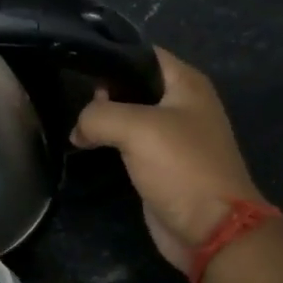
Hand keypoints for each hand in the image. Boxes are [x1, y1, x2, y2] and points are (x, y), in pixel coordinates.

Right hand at [70, 48, 264, 271]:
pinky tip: (86, 145)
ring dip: (104, 120)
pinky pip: (130, 144)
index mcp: (186, 83)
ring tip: (75, 123)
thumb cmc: (181, 167)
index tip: (77, 63)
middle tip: (72, 99)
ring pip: (130, 116)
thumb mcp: (136, 129)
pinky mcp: (161, 165)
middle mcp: (182, 104)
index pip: (143, 53)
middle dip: (103, 90)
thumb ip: (99, 115)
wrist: (211, 229)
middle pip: (134, 84)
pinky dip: (110, 143)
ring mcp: (172, 137)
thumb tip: (78, 128)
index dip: (112, 55)